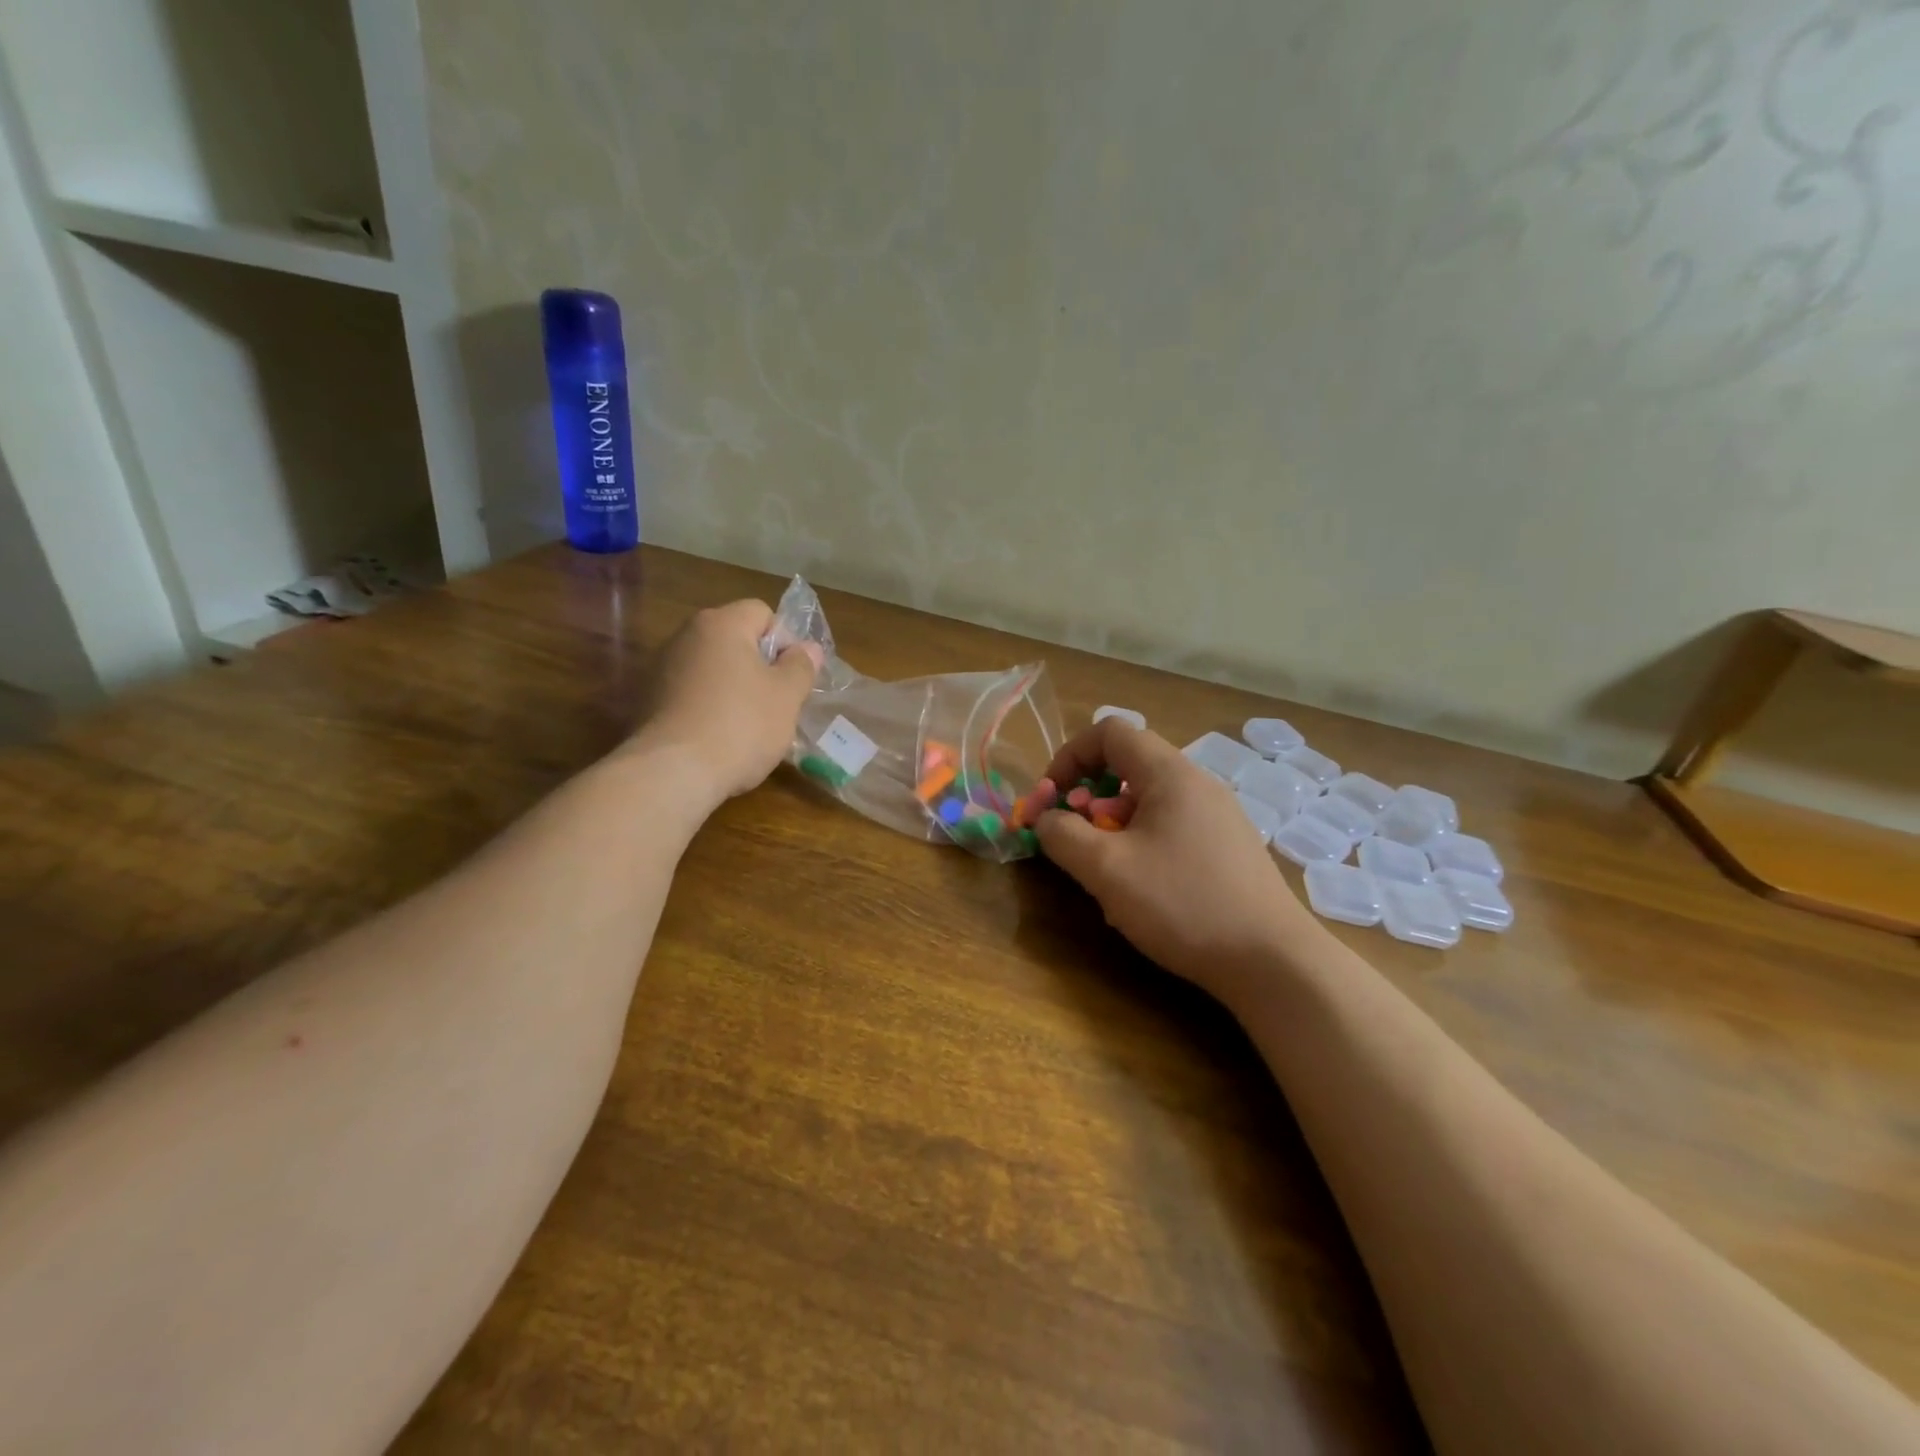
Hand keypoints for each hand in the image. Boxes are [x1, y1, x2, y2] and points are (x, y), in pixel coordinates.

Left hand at [635, 599, 822, 803]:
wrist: (673, 773)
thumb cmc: (741, 725)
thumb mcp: (787, 696)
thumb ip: (801, 666)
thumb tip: (807, 648)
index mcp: (721, 624)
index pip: (762, 613)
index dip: (784, 641)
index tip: (792, 677)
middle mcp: (686, 635)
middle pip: (735, 640)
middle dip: (759, 667)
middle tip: (776, 703)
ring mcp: (661, 668)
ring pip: (713, 669)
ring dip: (733, 688)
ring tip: (748, 726)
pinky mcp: (648, 700)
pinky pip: (691, 694)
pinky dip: (708, 707)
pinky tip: (718, 738)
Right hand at [1034, 720, 1319, 1003]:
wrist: (1272, 962)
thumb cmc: (1182, 903)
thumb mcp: (1106, 869)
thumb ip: (1062, 835)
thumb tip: (1046, 819)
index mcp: (1170, 774)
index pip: (1110, 731)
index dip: (1069, 755)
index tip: (1051, 799)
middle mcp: (1198, 784)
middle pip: (1128, 766)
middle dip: (1089, 799)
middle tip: (1078, 842)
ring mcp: (1219, 817)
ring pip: (1148, 803)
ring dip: (1113, 828)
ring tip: (1109, 875)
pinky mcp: (1229, 849)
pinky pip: (1171, 829)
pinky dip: (1142, 846)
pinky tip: (1144, 894)